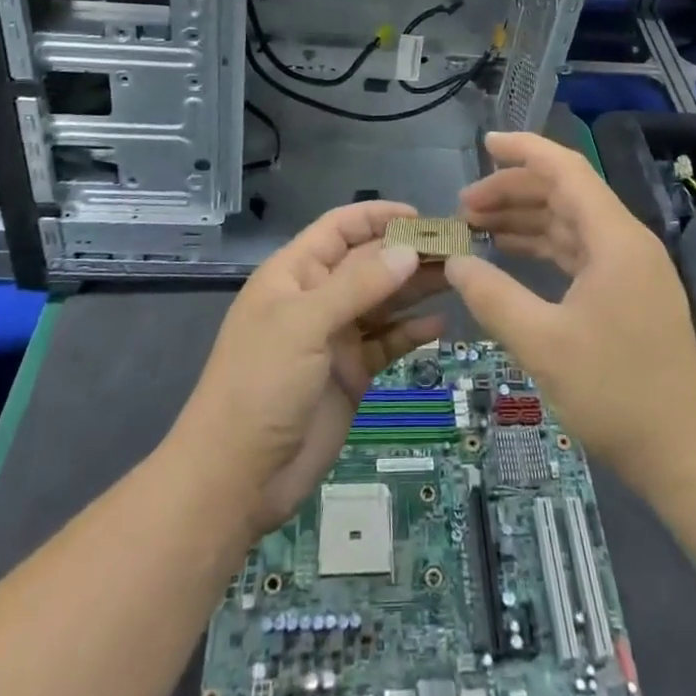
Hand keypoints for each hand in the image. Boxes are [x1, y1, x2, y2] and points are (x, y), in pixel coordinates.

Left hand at [171, 202, 445, 534]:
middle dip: (407, 253)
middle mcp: (317, 298)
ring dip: (416, 288)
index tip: (421, 217)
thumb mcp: (304, 324)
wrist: (236, 478)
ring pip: (383, 301)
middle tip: (457, 249)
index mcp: (295, 274)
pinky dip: (411, 332)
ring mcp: (335, 337)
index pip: (340, 229)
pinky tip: (441, 325)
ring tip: (458, 277)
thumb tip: (408, 251)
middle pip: (368, 263)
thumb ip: (358, 285)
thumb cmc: (260, 384)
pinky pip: (387, 342)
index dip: (377, 217)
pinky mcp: (352, 374)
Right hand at [447, 133, 695, 490]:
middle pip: (565, 194)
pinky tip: (511, 254)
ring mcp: (630, 268)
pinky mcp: (627, 292)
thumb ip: (493, 297)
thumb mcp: (543, 344)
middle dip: (513, 190)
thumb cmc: (616, 394)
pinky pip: (578, 251)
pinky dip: (543, 246)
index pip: (566, 170)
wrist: (685, 455)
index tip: (483, 143)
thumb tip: (454, 262)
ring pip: (570, 222)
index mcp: (615, 239)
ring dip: (525, 218)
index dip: (524, 150)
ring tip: (475, 226)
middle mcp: (626, 241)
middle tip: (463, 206)